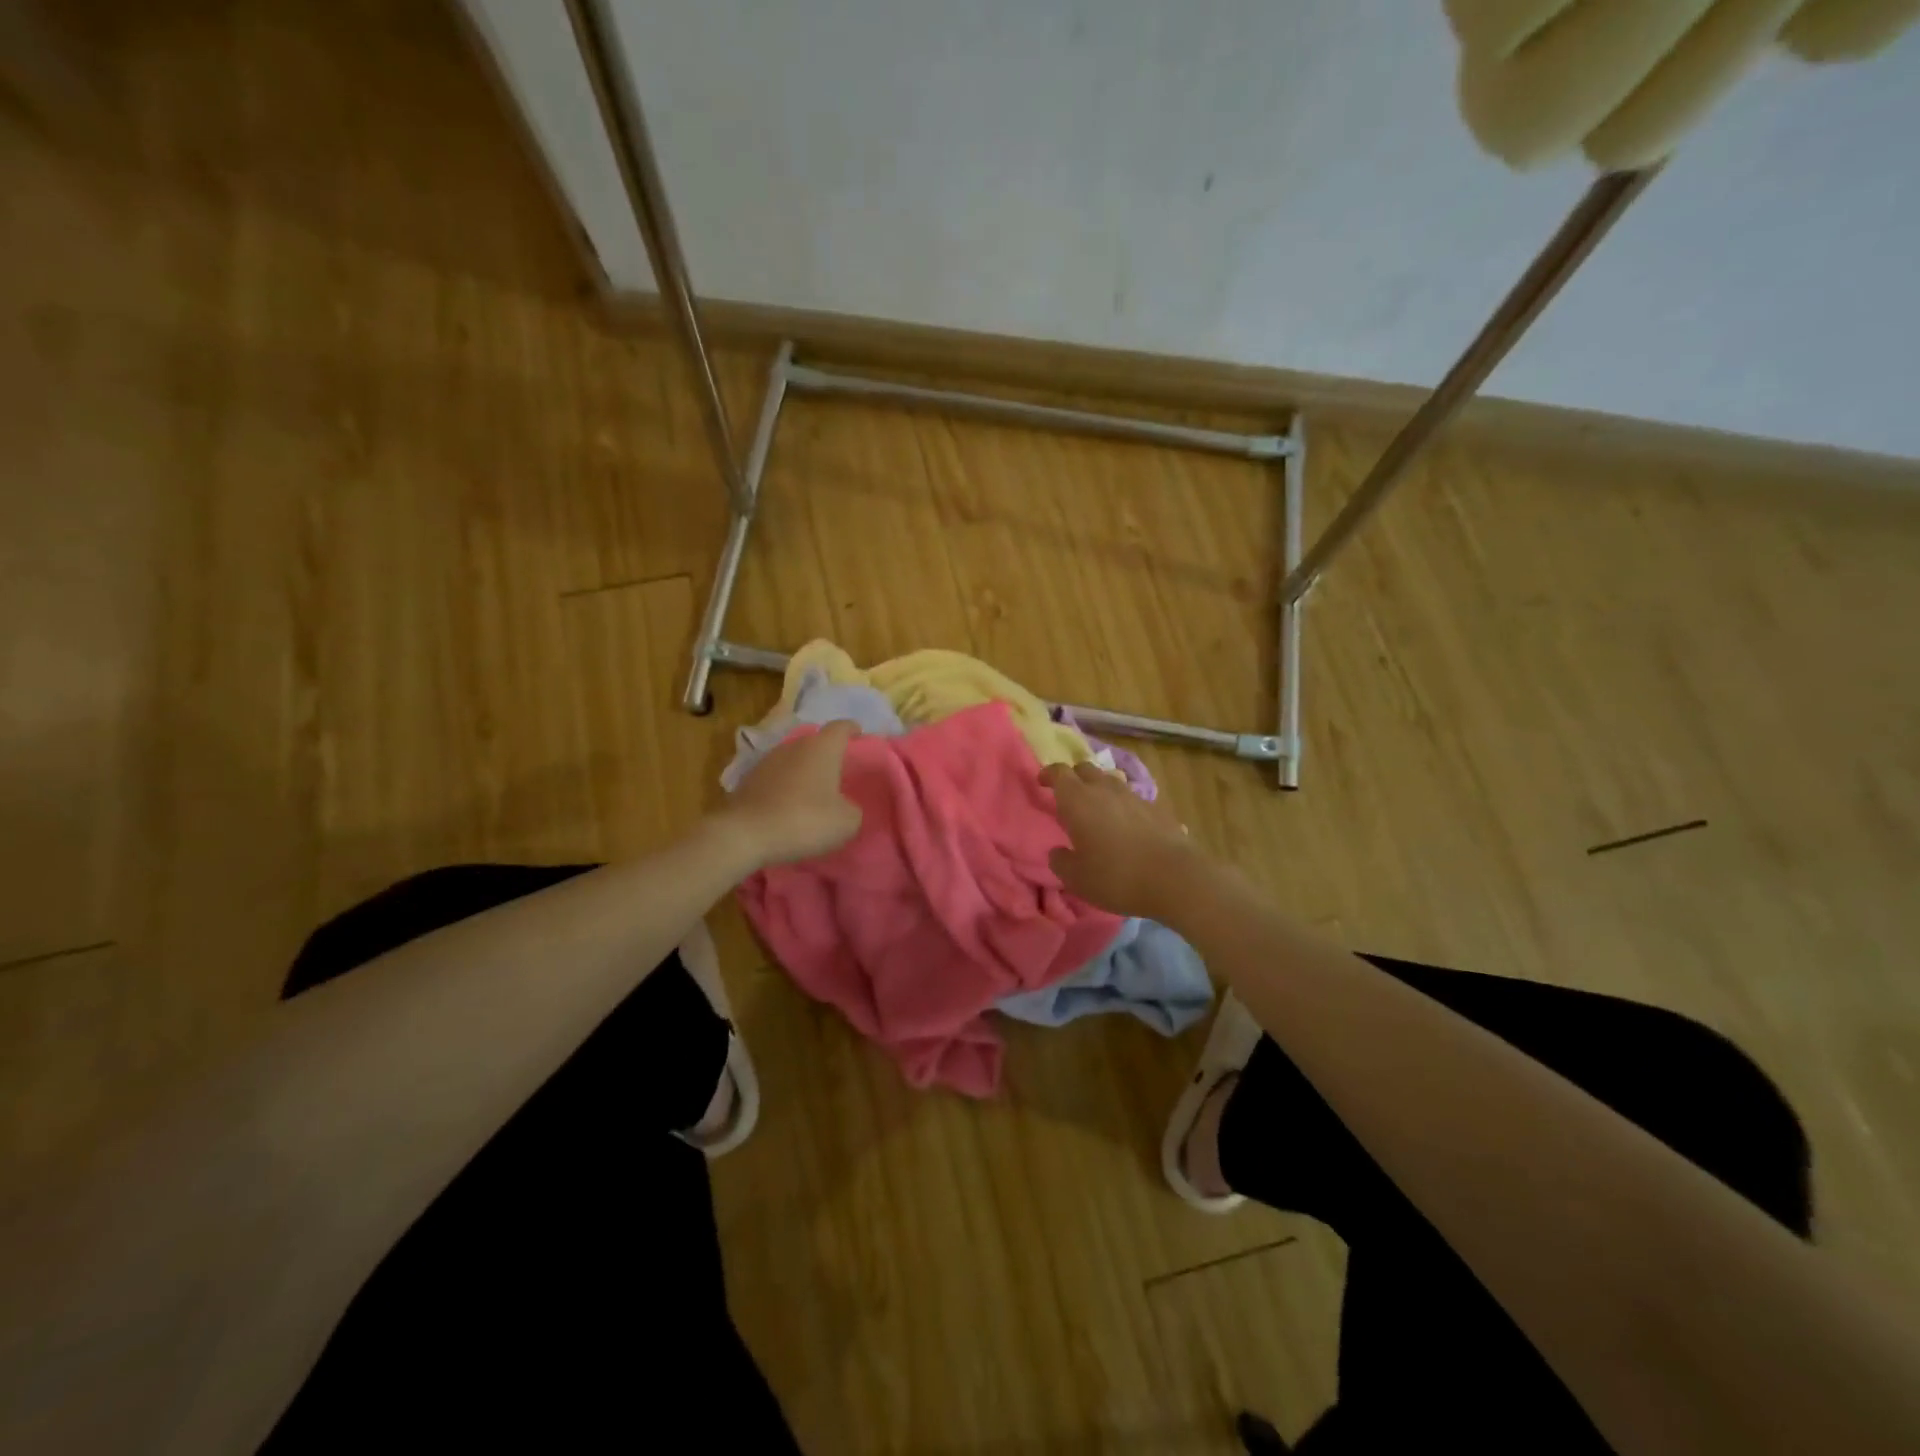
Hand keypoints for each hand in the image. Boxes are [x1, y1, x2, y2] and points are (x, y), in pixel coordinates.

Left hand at [717, 719, 863, 868]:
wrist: (746, 835)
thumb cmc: (805, 820)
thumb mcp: (846, 822)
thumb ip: (852, 808)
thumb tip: (843, 806)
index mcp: (822, 748)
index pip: (841, 727)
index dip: (852, 729)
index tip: (859, 734)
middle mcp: (794, 746)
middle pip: (815, 742)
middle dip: (827, 753)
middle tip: (839, 771)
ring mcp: (768, 761)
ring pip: (793, 759)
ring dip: (804, 770)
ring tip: (813, 790)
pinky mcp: (749, 780)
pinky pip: (776, 777)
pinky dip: (785, 785)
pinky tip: (789, 804)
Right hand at [1041, 761, 1205, 918]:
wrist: (1174, 878)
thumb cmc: (1116, 876)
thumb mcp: (1076, 878)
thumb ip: (1060, 861)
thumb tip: (1058, 852)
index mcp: (1078, 800)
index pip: (1059, 772)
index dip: (1048, 774)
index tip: (1042, 783)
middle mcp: (1104, 789)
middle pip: (1085, 769)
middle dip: (1073, 777)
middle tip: (1068, 795)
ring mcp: (1133, 796)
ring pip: (1110, 781)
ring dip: (1099, 789)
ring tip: (1096, 809)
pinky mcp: (1156, 808)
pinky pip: (1131, 798)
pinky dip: (1122, 805)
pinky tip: (1124, 825)